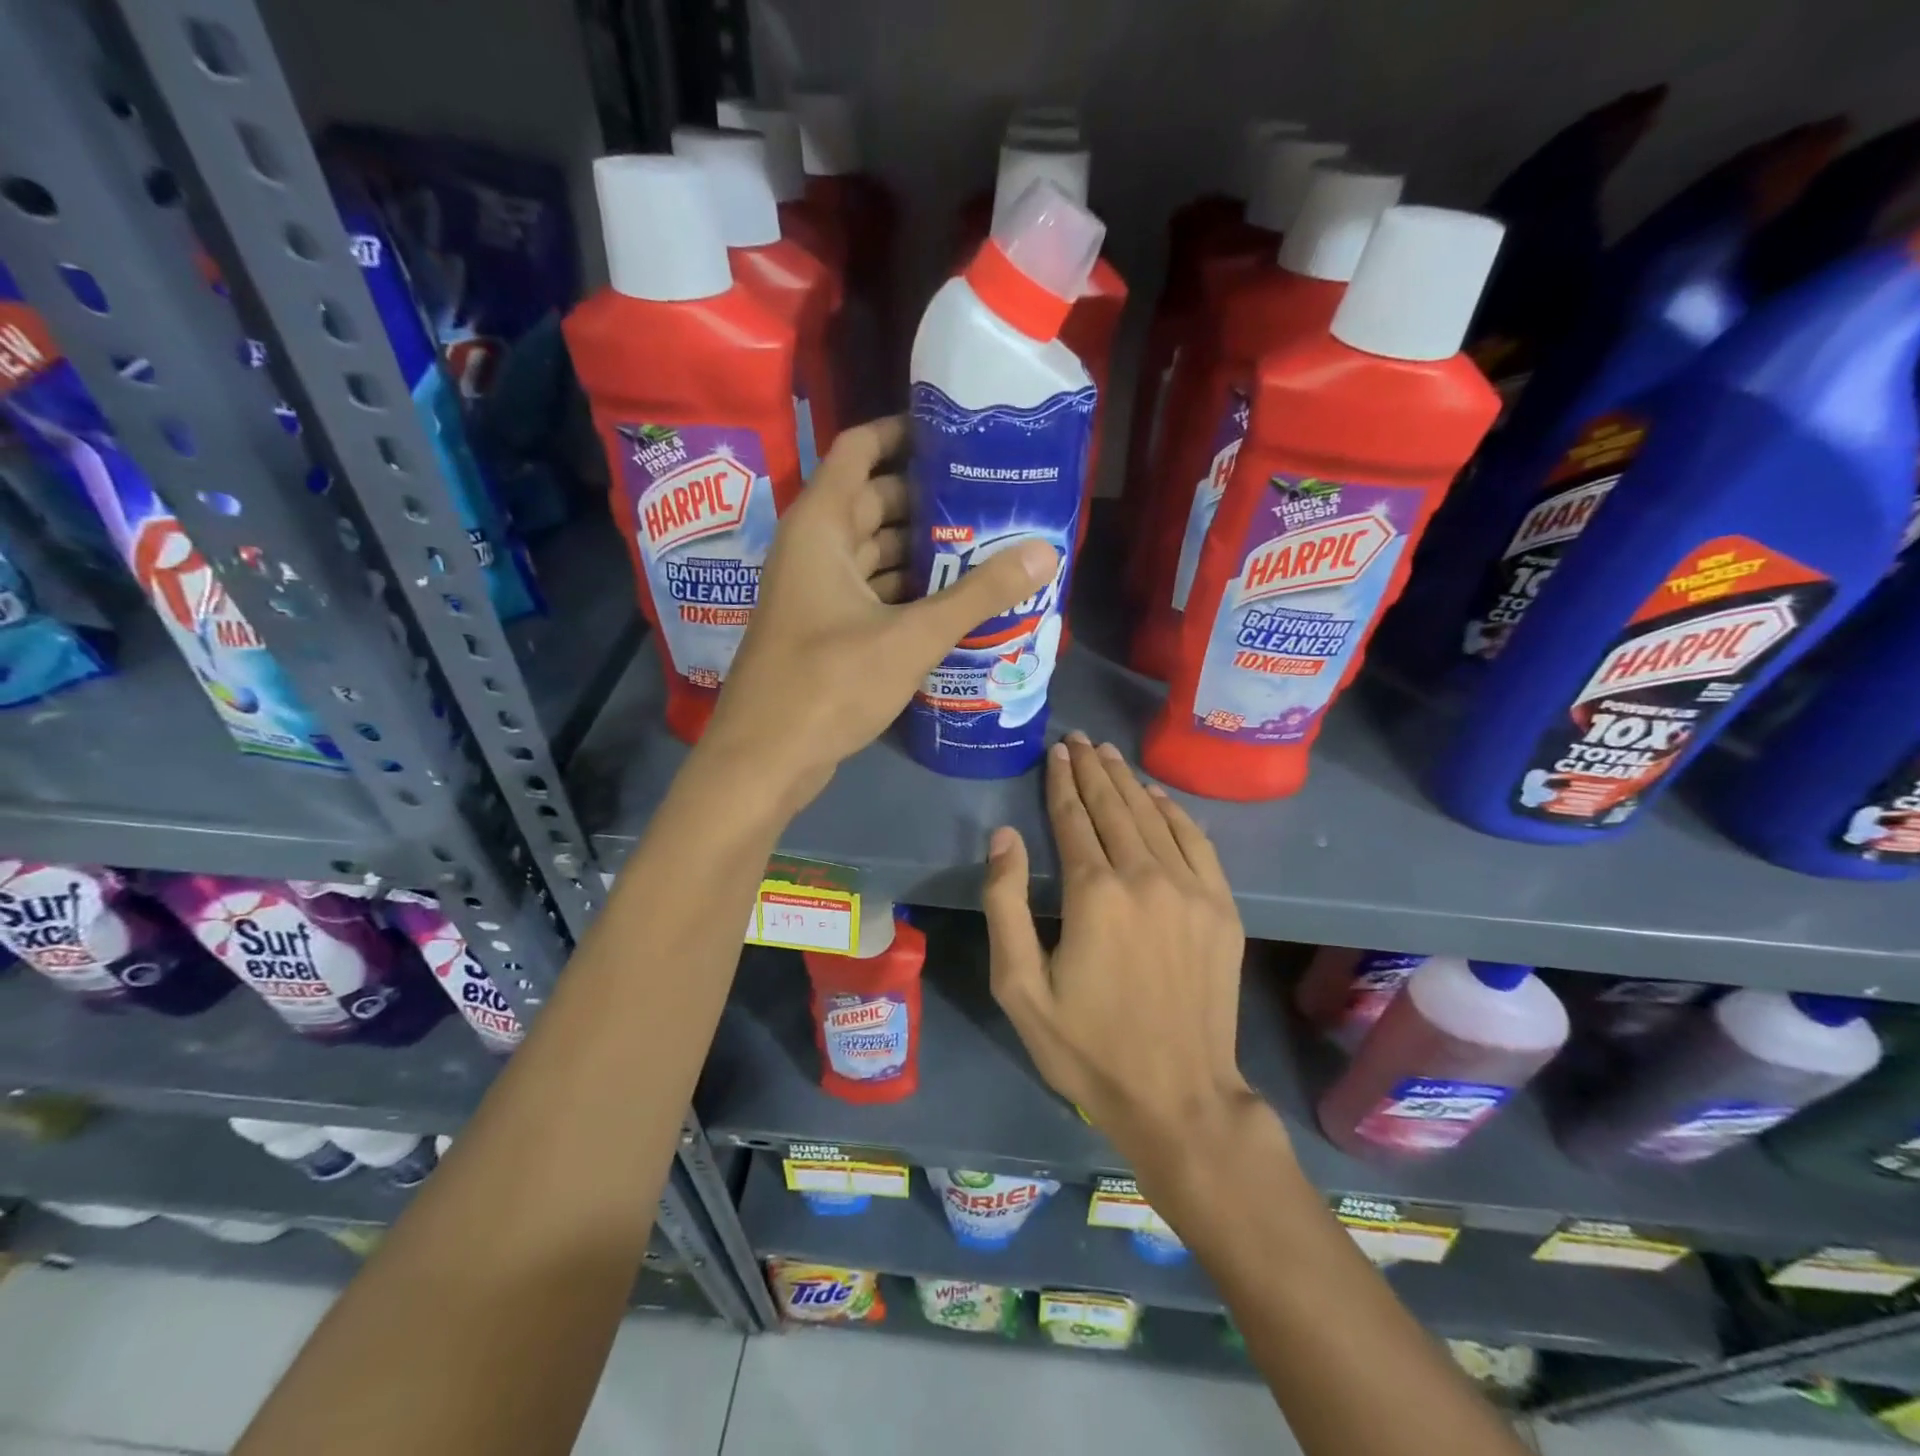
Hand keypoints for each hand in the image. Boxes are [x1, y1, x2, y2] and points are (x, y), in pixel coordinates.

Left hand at [702, 417, 1057, 807]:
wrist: (766, 760)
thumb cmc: (829, 685)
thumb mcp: (911, 637)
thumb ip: (978, 595)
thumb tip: (1045, 552)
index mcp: (822, 526)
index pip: (860, 449)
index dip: (905, 432)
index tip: (960, 436)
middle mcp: (815, 549)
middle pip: (877, 502)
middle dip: (931, 499)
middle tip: (994, 500)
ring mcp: (817, 592)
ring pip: (876, 552)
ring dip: (924, 551)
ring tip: (988, 547)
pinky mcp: (825, 630)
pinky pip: (873, 592)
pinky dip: (908, 591)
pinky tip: (954, 601)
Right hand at [983, 733, 1259, 1171]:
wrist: (1179, 1097)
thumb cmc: (1087, 1046)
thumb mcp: (1020, 987)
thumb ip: (1006, 904)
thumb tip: (1005, 836)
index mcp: (1094, 893)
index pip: (1073, 818)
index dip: (1061, 781)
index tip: (1056, 751)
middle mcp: (1145, 876)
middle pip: (1113, 807)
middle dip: (1092, 770)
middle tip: (1079, 739)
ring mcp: (1191, 890)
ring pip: (1153, 817)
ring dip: (1127, 781)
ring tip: (1108, 755)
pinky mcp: (1221, 908)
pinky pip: (1196, 841)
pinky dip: (1174, 812)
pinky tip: (1157, 795)